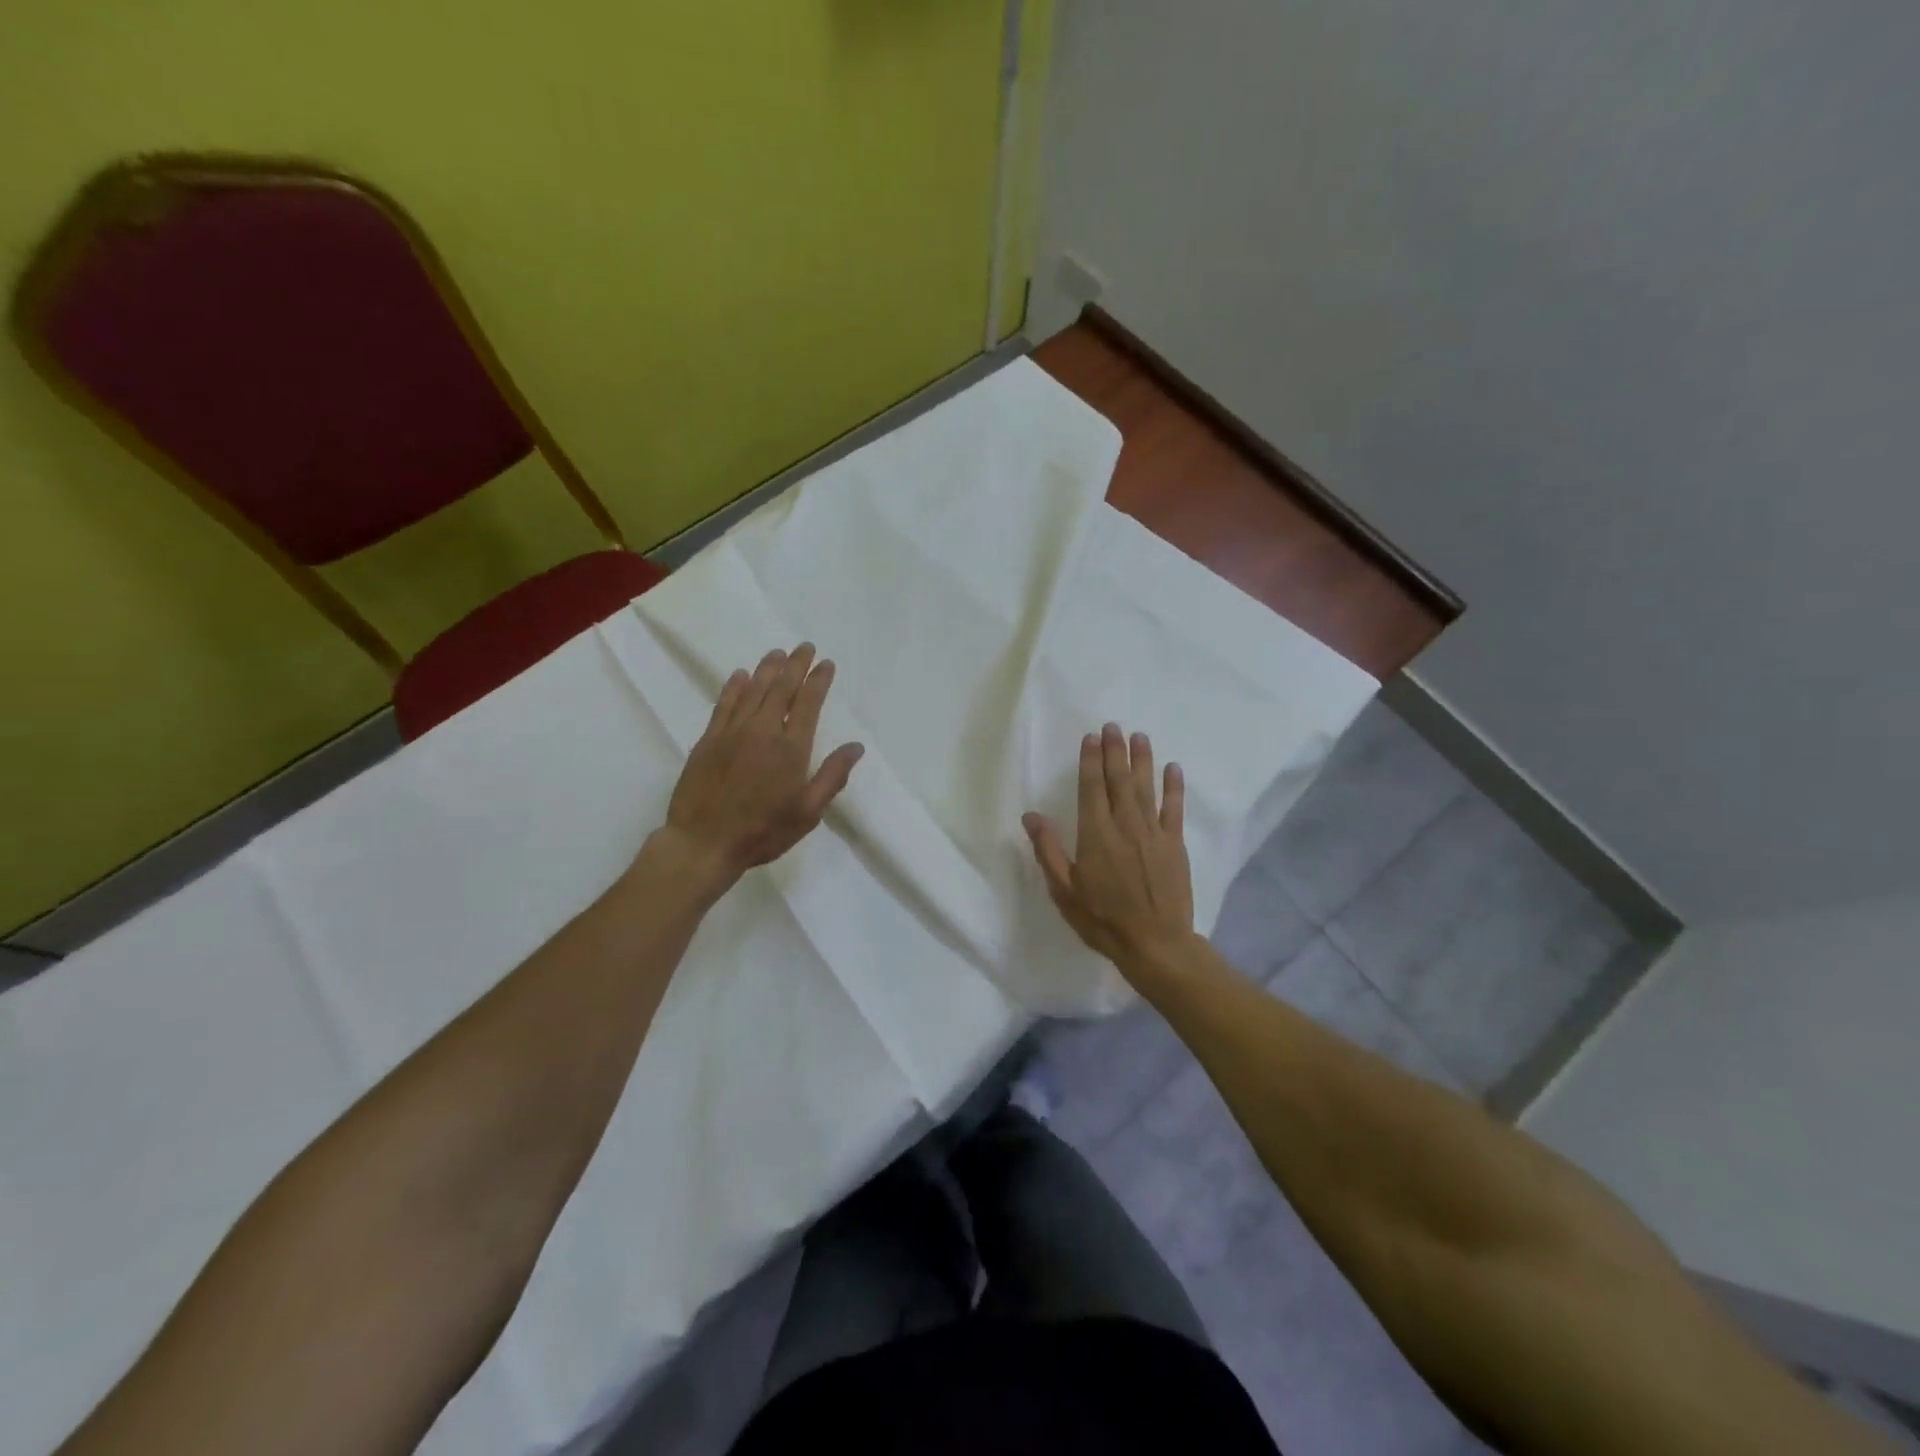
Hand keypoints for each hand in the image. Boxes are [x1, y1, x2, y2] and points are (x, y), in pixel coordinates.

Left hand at [661, 643, 863, 877]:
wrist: (703, 843)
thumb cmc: (763, 832)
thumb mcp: (808, 813)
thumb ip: (832, 777)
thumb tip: (855, 747)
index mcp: (791, 749)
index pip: (808, 704)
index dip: (818, 681)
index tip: (826, 664)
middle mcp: (763, 731)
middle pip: (782, 689)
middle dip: (796, 665)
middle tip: (804, 647)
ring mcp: (732, 733)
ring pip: (753, 690)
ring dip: (768, 669)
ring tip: (778, 653)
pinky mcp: (708, 740)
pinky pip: (724, 704)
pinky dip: (734, 687)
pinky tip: (741, 675)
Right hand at [1023, 722, 1193, 969]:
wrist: (1156, 944)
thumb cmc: (1103, 920)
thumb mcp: (1064, 890)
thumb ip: (1048, 850)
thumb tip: (1031, 815)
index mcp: (1095, 834)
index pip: (1092, 788)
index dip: (1090, 761)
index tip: (1091, 737)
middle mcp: (1125, 825)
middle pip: (1119, 780)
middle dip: (1115, 751)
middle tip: (1113, 726)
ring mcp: (1153, 833)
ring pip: (1146, 787)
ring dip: (1142, 760)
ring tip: (1139, 736)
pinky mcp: (1174, 844)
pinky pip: (1174, 809)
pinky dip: (1174, 787)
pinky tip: (1173, 768)